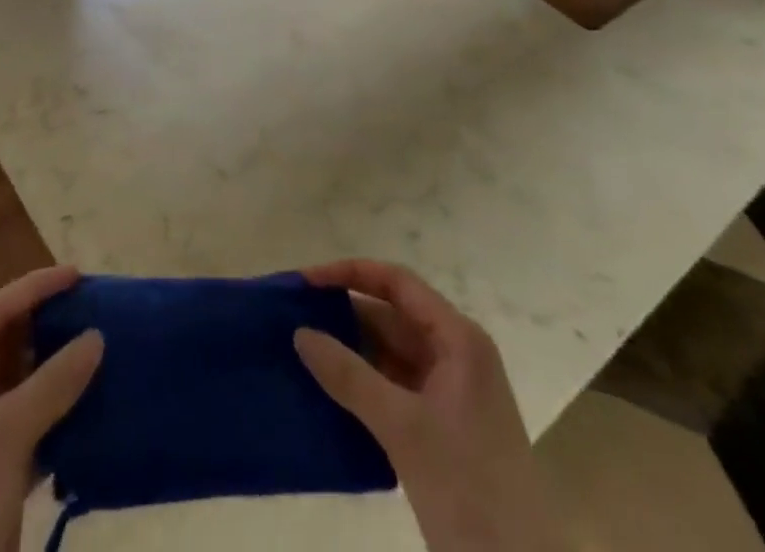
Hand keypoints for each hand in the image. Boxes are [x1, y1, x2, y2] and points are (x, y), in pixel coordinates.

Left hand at [0, 265, 103, 551]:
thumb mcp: (6, 435)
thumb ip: (53, 382)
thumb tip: (96, 337)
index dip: (34, 288)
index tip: (77, 274)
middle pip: (1, 344)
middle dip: (44, 326)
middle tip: (89, 308)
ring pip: (13, 384)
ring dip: (51, 369)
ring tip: (95, 348)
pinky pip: (21, 422)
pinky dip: (50, 411)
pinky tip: (86, 405)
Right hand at [293, 260, 563, 551]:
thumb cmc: (469, 489)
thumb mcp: (403, 428)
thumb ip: (349, 376)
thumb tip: (300, 333)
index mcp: (458, 339)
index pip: (397, 283)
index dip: (351, 274)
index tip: (307, 281)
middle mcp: (456, 353)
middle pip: (392, 316)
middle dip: (344, 314)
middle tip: (294, 318)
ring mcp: (451, 391)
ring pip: (391, 352)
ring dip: (350, 350)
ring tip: (301, 350)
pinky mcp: (442, 425)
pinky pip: (394, 386)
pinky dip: (363, 384)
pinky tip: (328, 392)